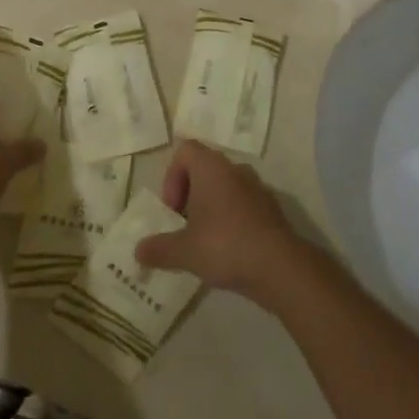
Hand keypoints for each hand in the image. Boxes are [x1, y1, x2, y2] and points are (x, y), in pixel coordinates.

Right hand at [133, 141, 314, 308]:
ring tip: (204, 240)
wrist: (281, 267)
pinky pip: (243, 204)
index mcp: (211, 167)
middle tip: (183, 225)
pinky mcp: (272, 209)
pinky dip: (231, 219)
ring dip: (210, 207)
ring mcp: (257, 187)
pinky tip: (228, 250)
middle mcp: (235, 169)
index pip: (185, 150)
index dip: (172, 176)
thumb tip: (137, 251)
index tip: (172, 209)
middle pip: (204, 169)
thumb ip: (159, 248)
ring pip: (225, 187)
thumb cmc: (225, 246)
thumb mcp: (184, 251)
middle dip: (189, 194)